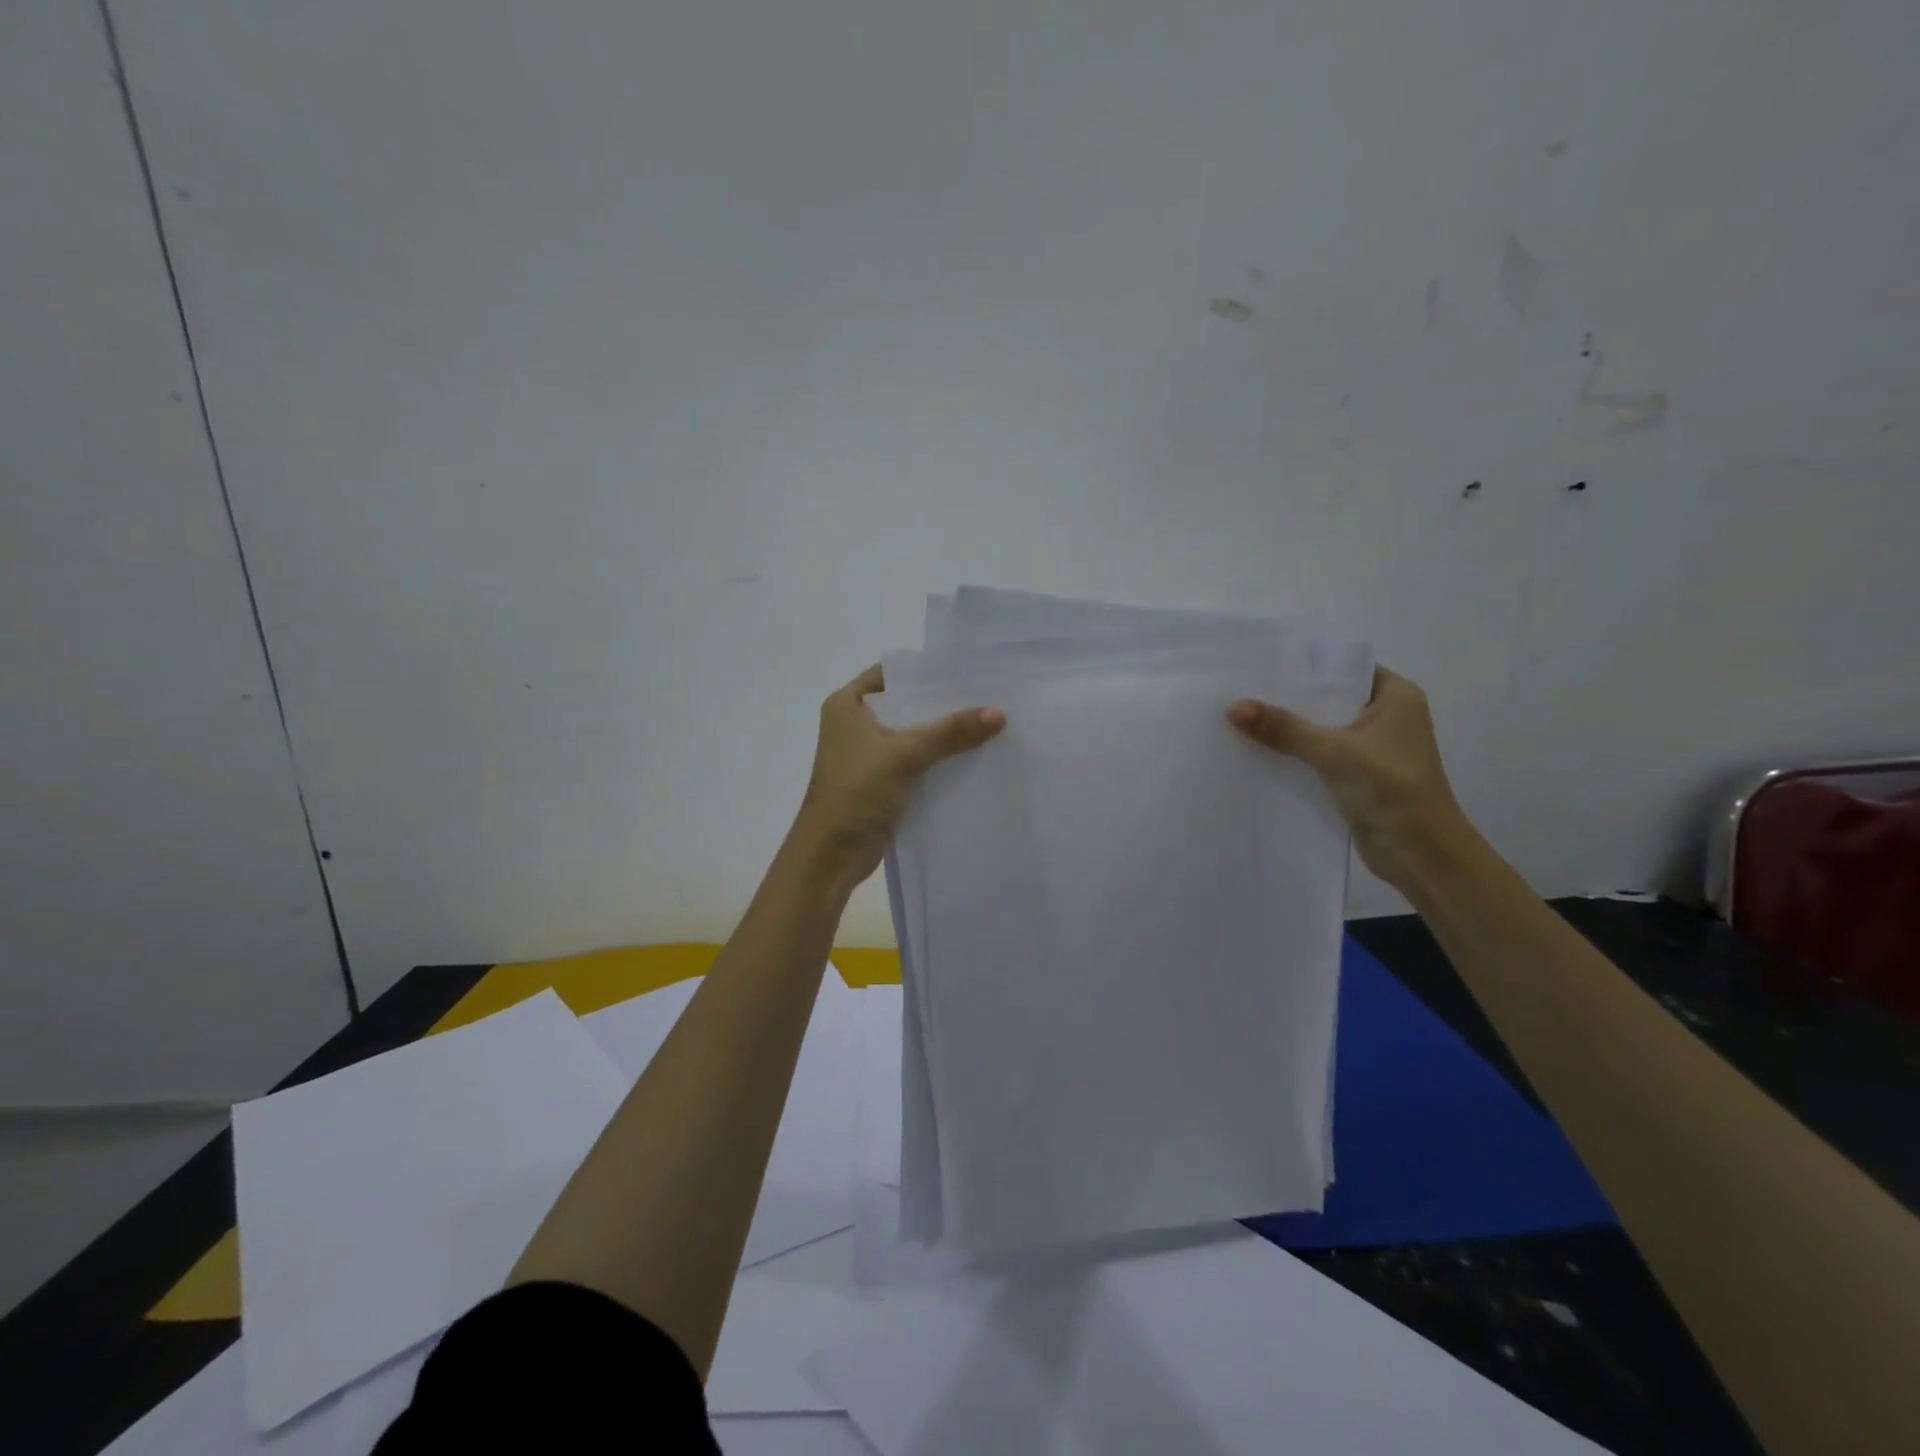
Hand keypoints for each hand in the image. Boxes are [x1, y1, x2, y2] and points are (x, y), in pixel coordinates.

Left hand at [792, 664, 1004, 891]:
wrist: (831, 854)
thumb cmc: (856, 791)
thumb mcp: (905, 754)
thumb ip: (951, 732)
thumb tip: (999, 713)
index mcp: (847, 705)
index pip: (892, 673)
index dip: (927, 670)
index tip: (968, 668)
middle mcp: (856, 723)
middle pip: (907, 704)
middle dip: (944, 703)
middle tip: (989, 695)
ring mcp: (868, 754)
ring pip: (914, 734)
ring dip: (945, 733)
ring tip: (990, 722)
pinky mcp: (882, 781)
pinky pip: (917, 761)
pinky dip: (940, 759)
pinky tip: (975, 755)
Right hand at [1228, 667, 1466, 891]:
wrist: (1421, 854)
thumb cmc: (1391, 788)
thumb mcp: (1334, 751)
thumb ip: (1284, 728)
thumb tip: (1233, 707)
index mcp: (1396, 696)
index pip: (1343, 669)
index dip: (1304, 667)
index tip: (1261, 664)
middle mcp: (1387, 717)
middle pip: (1328, 699)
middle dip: (1288, 699)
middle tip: (1241, 691)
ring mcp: (1373, 749)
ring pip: (1321, 729)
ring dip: (1288, 729)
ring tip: (1241, 719)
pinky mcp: (1358, 776)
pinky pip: (1319, 756)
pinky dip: (1294, 754)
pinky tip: (1258, 751)